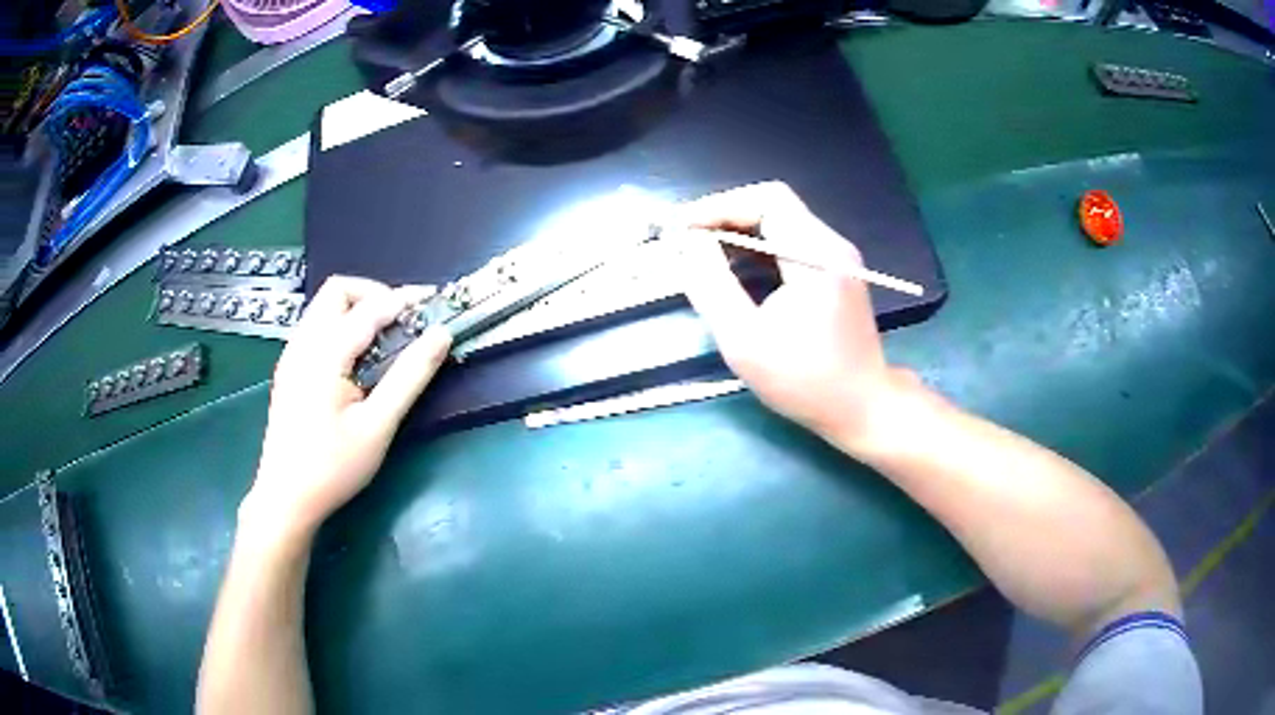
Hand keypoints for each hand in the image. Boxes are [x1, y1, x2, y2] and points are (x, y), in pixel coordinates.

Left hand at [243, 277, 451, 540]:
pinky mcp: (289, 369)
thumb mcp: (378, 426)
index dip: (405, 300)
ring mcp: (291, 355)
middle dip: (375, 295)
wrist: (285, 499)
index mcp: (323, 354)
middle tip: (404, 322)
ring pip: (324, 307)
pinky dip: (343, 326)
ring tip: (386, 339)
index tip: (436, 302)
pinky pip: (317, 327)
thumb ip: (410, 376)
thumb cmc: (333, 468)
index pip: (369, 308)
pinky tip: (358, 360)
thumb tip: (441, 334)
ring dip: (358, 309)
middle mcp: (302, 343)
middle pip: (338, 291)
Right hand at [673, 182, 915, 447]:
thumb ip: (712, 285)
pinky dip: (757, 247)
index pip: (766, 200)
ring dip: (739, 231)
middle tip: (687, 239)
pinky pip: (790, 242)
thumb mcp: (745, 340)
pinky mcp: (835, 272)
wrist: (862, 408)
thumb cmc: (805, 381)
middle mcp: (832, 245)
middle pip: (773, 205)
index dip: (719, 206)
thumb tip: (689, 243)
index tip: (682, 228)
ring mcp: (837, 258)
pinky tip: (733, 267)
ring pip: (781, 222)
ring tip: (701, 252)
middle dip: (725, 216)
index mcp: (816, 255)